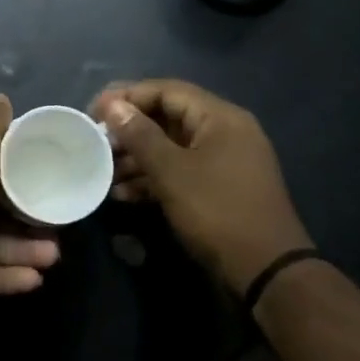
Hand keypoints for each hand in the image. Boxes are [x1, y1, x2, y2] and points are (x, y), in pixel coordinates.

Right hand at [92, 79, 312, 295]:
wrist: (265, 269)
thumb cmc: (217, 211)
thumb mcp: (172, 172)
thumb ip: (140, 135)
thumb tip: (113, 105)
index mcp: (220, 117)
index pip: (166, 90)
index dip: (127, 96)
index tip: (94, 111)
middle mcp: (224, 132)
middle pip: (168, 118)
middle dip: (129, 131)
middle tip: (95, 143)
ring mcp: (223, 162)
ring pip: (171, 148)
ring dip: (136, 158)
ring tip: (103, 172)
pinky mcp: (217, 188)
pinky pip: (180, 171)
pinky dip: (153, 178)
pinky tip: (123, 194)